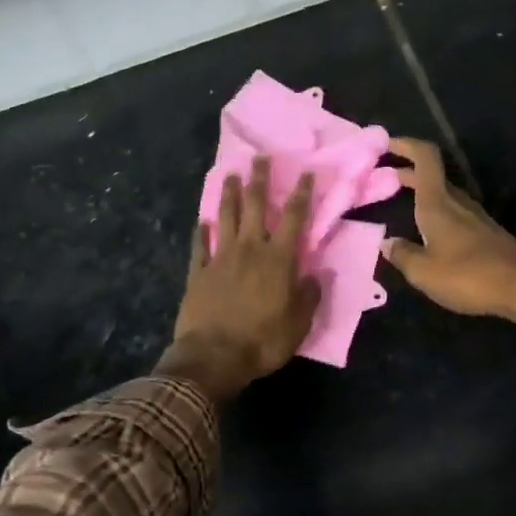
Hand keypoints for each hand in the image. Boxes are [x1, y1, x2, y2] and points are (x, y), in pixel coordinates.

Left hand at [158, 157, 321, 401]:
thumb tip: (316, 275)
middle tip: (259, 158)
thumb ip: (309, 296)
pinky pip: (200, 246)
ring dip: (229, 194)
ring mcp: (221, 258)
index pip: (294, 218)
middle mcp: (250, 250)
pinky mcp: (198, 272)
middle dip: (259, 180)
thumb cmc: (263, 341)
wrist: (214, 356)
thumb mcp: (299, 323)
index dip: (301, 194)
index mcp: (279, 260)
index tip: (304, 173)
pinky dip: (202, 232)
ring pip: (225, 217)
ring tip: (230, 174)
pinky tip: (203, 221)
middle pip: (255, 206)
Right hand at [381, 138, 515, 321]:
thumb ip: (402, 255)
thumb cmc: (469, 276)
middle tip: (381, 178)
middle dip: (406, 172)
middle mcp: (457, 202)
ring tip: (401, 202)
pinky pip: (454, 213)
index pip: (425, 158)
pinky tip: (428, 231)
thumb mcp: (424, 272)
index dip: (406, 144)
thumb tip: (386, 242)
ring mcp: (475, 217)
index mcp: (438, 203)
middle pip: (432, 176)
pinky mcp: (486, 233)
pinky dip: (435, 211)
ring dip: (421, 192)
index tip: (385, 145)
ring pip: (443, 194)